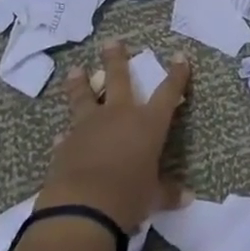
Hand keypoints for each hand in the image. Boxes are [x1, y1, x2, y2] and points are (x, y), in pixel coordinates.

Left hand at [36, 42, 192, 232]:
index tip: (179, 55)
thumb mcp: (153, 196)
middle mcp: (119, 116)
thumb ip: (168, 193)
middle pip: (119, 79)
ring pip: (85, 97)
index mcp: (148, 124)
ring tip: (75, 70)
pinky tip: (61, 135)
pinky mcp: (65, 144)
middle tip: (112, 42)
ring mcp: (89, 127)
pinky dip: (67, 135)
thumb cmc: (129, 197)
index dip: (176, 74)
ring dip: (81, 83)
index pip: (168, 92)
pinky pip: (67, 134)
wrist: (82, 208)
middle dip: (117, 60)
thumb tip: (188, 198)